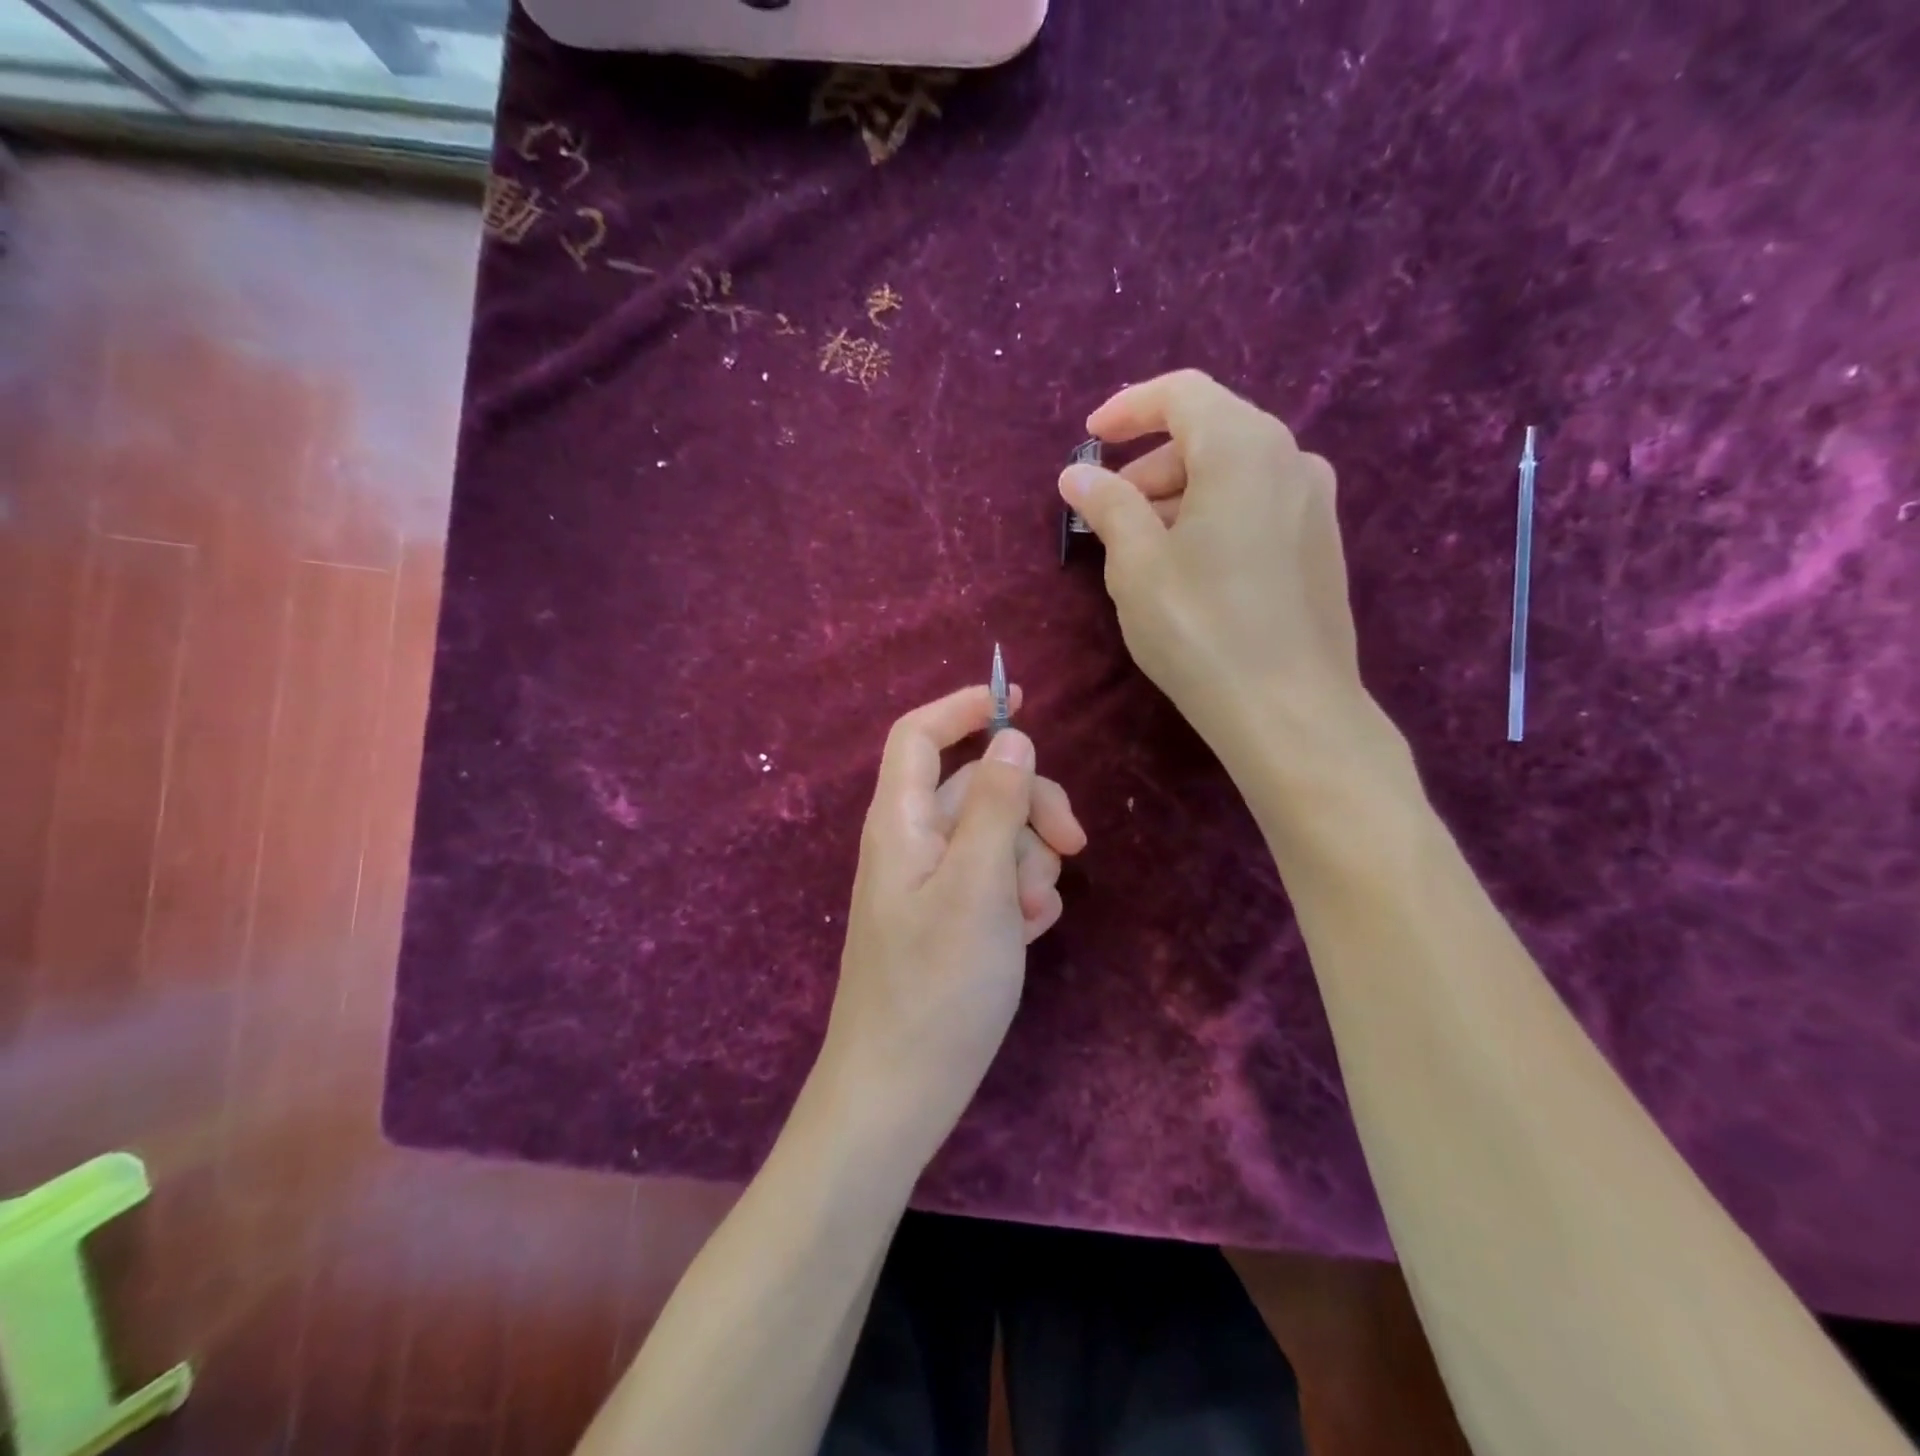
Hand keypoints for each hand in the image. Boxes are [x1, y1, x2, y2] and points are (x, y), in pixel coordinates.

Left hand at [816, 685, 1086, 1164]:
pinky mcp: (950, 921)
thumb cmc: (936, 988)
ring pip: (995, 836)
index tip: (1021, 701)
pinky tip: (1031, 932)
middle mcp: (913, 844)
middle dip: (1030, 806)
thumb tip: (1011, 740)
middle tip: (1075, 843)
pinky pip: (995, 881)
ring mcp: (932, 885)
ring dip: (1030, 861)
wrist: (900, 1093)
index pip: (920, 735)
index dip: (964, 709)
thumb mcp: (978, 887)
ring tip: (1032, 913)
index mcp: (902, 823)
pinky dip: (1020, 895)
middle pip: (977, 787)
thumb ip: (995, 807)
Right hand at [1058, 369, 1368, 762]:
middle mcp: (1291, 458)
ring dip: (1178, 494)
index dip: (1127, 409)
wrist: (1290, 710)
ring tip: (1142, 547)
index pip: (1181, 394)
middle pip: (1208, 432)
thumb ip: (1107, 505)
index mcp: (1244, 447)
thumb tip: (1077, 475)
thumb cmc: (1201, 629)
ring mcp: (1315, 502)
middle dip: (1149, 463)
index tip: (1089, 440)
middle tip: (1108, 512)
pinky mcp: (1321, 544)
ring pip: (1233, 472)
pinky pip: (1257, 504)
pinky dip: (1213, 515)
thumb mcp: (1137, 564)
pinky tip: (1190, 567)